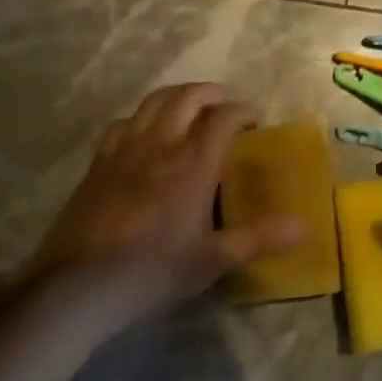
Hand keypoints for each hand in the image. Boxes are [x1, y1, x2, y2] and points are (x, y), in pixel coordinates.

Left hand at [27, 83, 301, 328]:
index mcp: (192, 163)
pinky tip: (145, 135)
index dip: (243, 111)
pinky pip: (123, 122)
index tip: (255, 120)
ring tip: (190, 110)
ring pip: (153, 102)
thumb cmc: (152, 272)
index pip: (223, 117)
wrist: (77, 286)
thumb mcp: (212, 260)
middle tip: (226, 107)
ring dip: (177, 97)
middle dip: (212, 93)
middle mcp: (160, 145)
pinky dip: (142, 117)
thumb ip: (258, 238)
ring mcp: (124, 149)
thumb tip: (304, 225)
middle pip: (187, 96)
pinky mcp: (98, 162)